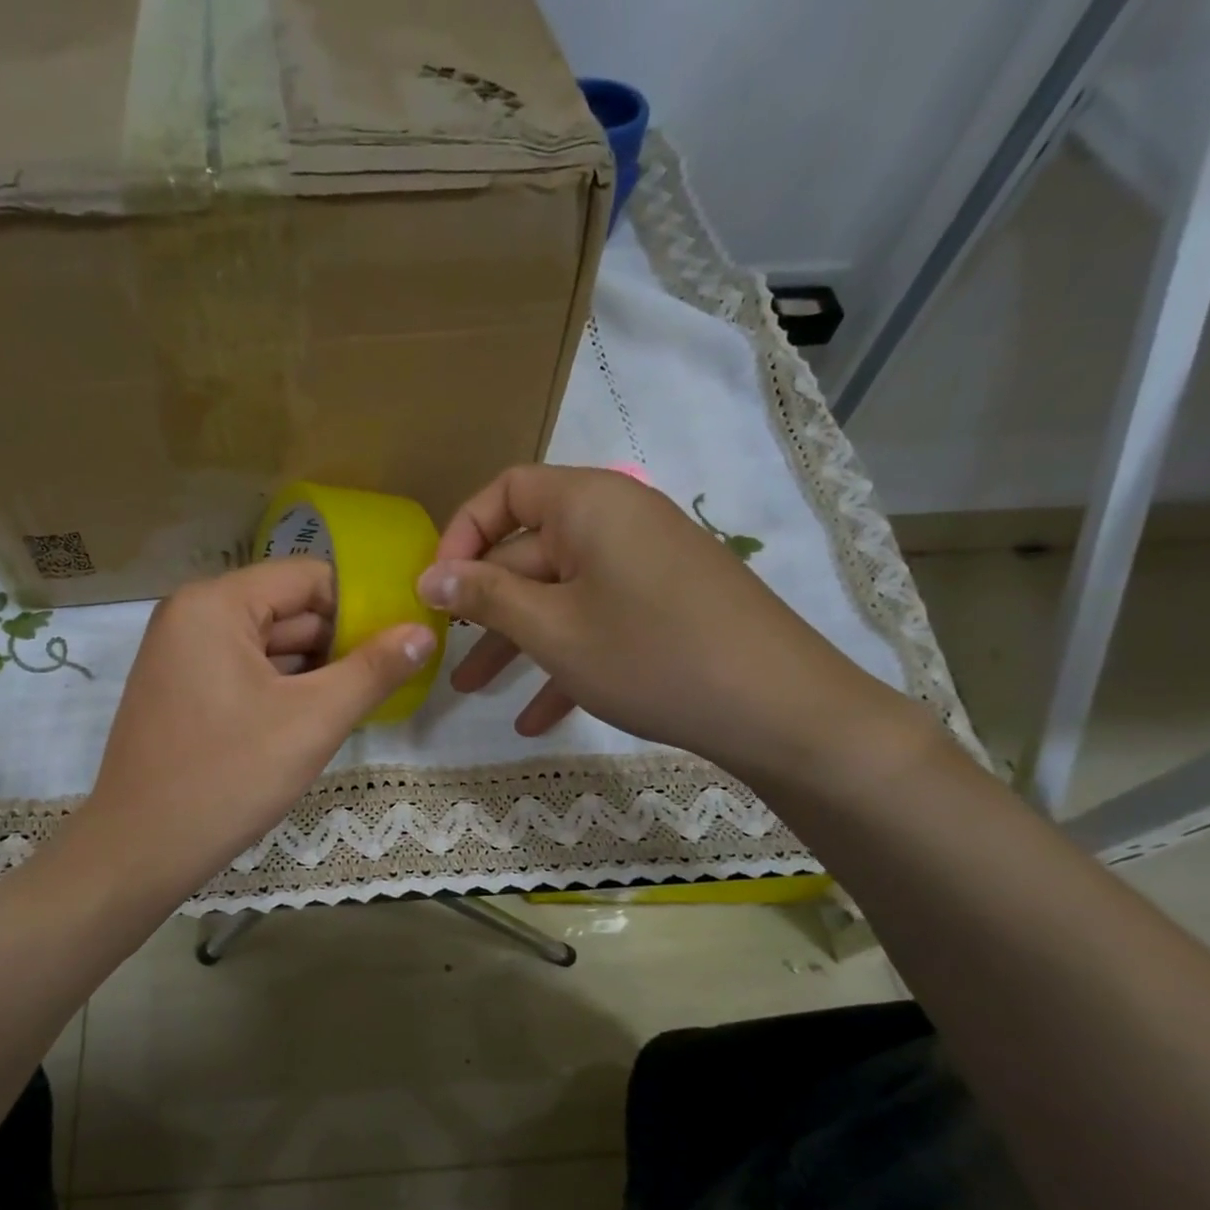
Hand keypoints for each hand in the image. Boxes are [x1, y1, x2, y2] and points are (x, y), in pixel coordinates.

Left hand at [74, 557, 435, 900]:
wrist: (139, 851)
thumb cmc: (228, 776)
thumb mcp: (313, 720)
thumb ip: (373, 671)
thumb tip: (424, 631)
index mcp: (216, 603)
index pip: (309, 578)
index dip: (361, 607)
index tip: (399, 644)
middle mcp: (191, 614)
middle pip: (287, 610)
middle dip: (339, 643)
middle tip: (388, 679)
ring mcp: (180, 654)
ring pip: (267, 645)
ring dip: (313, 671)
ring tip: (359, 702)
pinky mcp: (179, 690)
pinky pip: (243, 671)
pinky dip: (281, 689)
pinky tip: (313, 719)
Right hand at [416, 465, 913, 783]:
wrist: (780, 710)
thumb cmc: (650, 656)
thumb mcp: (553, 629)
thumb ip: (486, 597)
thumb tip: (428, 576)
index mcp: (590, 505)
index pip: (507, 490)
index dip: (463, 533)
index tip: (438, 588)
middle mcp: (619, 523)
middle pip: (531, 551)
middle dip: (485, 606)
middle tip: (444, 651)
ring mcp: (646, 567)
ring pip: (562, 596)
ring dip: (518, 642)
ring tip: (472, 691)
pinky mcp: (666, 607)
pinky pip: (600, 622)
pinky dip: (567, 660)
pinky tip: (537, 719)